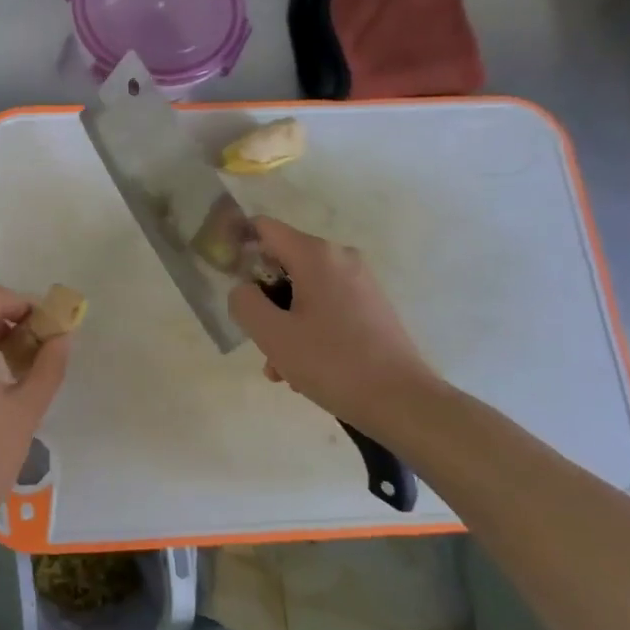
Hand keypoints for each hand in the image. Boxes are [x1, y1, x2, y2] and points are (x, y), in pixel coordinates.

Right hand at [228, 217, 443, 433]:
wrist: (402, 401)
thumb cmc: (332, 362)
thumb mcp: (272, 334)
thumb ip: (244, 302)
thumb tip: (243, 289)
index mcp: (316, 255)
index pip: (264, 228)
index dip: (239, 245)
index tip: (226, 278)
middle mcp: (341, 258)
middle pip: (283, 264)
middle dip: (264, 300)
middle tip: (258, 338)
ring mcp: (360, 283)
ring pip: (304, 292)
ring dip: (284, 324)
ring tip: (281, 368)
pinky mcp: (372, 308)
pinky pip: (326, 307)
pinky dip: (308, 330)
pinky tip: (305, 370)